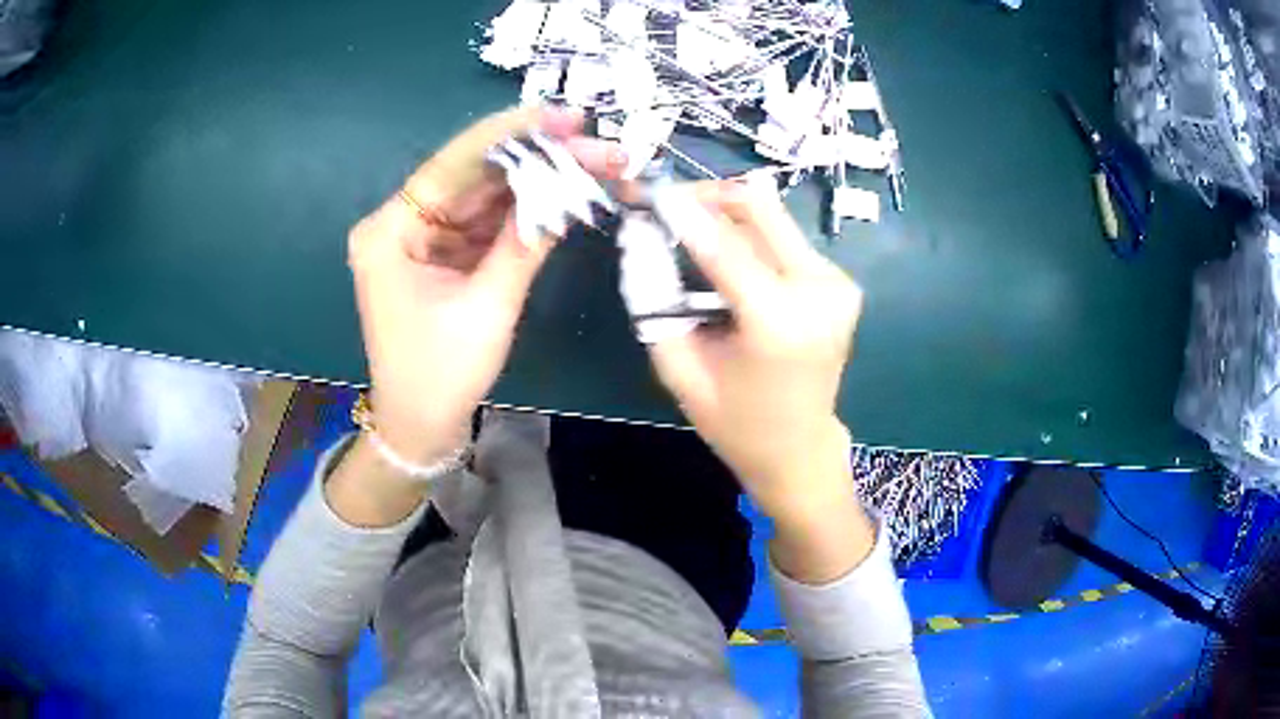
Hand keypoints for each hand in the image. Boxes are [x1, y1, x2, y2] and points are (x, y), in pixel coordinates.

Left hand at [347, 106, 625, 466]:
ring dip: (539, 181)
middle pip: (474, 176)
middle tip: (594, 141)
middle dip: (536, 157)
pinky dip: (526, 212)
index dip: (509, 135)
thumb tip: (568, 191)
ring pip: (486, 196)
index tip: (561, 114)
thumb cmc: (441, 375)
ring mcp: (424, 237)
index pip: (453, 165)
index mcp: (390, 231)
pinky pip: (488, 222)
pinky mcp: (444, 254)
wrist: (421, 427)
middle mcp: (402, 223)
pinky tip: (566, 193)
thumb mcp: (487, 307)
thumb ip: (525, 244)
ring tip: (594, 163)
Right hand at [645, 178, 873, 579]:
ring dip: (727, 214)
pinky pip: (785, 239)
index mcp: (781, 322)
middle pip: (760, 209)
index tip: (646, 191)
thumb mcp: (679, 369)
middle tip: (669, 204)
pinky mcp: (841, 281)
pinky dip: (750, 236)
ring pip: (772, 218)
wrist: (799, 446)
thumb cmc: (736, 421)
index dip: (682, 211)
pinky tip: (726, 257)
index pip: (724, 246)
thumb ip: (654, 302)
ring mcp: (838, 282)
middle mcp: (820, 291)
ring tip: (689, 230)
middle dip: (709, 196)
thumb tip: (639, 239)